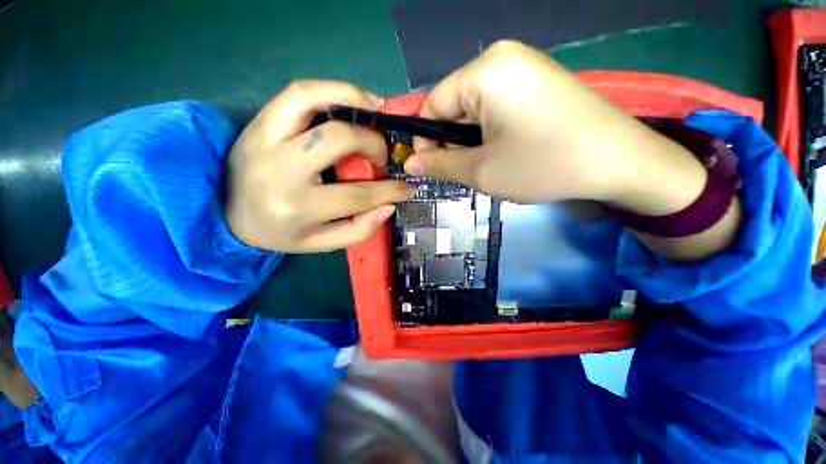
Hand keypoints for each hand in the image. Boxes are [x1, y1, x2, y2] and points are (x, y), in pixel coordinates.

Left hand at [226, 81, 413, 252]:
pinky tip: (354, 98)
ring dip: (354, 99)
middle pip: (338, 140)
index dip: (390, 190)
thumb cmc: (279, 232)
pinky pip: (297, 92)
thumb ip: (359, 230)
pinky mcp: (260, 122)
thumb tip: (389, 206)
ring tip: (378, 110)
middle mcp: (280, 169)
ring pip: (311, 100)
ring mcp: (265, 138)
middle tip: (383, 156)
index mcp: (297, 207)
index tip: (408, 188)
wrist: (226, 214)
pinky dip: (331, 88)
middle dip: (373, 144)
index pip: (357, 194)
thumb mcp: (321, 243)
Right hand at [405, 40, 684, 206]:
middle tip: (464, 171)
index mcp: (485, 72)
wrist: (619, 163)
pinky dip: (490, 133)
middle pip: (454, 106)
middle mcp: (502, 59)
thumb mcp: (481, 171)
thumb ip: (440, 164)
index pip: (433, 104)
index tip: (430, 166)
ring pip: (474, 110)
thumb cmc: (543, 165)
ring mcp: (523, 68)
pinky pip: (496, 108)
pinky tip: (505, 152)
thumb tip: (411, 163)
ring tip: (487, 165)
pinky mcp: (537, 82)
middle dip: (452, 141)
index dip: (426, 138)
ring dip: (472, 141)